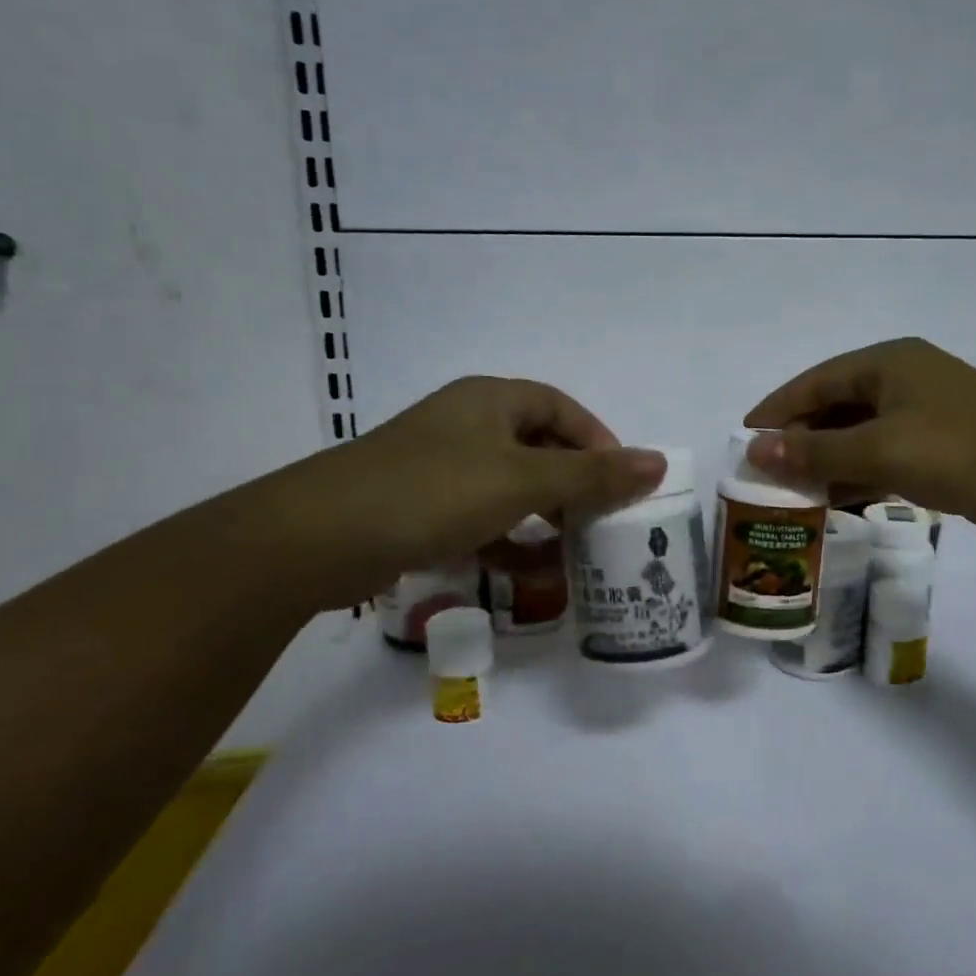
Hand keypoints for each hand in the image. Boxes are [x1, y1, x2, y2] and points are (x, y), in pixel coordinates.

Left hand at [239, 377, 664, 609]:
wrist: (317, 539)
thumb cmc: (433, 492)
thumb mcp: (522, 480)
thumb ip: (593, 475)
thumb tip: (658, 462)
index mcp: (491, 400)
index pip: (562, 409)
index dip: (598, 441)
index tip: (622, 482)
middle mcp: (467, 425)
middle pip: (538, 448)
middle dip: (574, 486)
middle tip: (603, 522)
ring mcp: (440, 468)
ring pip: (510, 488)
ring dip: (544, 519)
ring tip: (575, 554)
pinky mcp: (420, 508)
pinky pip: (481, 519)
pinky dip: (509, 542)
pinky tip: (530, 575)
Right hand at [743, 338, 975, 538]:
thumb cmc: (958, 450)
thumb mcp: (879, 450)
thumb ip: (815, 451)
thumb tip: (755, 451)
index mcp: (887, 362)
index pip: (815, 382)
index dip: (776, 410)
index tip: (742, 439)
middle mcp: (903, 380)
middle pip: (835, 407)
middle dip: (800, 440)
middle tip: (765, 473)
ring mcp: (924, 413)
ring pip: (859, 434)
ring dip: (827, 461)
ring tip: (792, 493)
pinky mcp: (939, 445)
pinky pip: (883, 455)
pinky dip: (858, 475)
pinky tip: (836, 501)